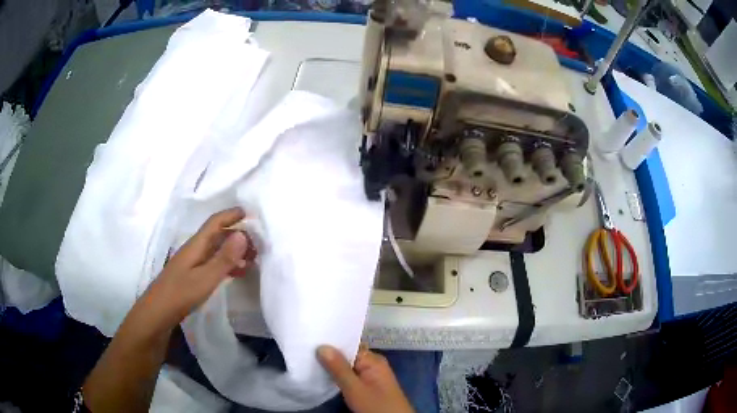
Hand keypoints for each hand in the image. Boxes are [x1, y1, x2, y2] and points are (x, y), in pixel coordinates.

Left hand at [146, 208, 250, 326]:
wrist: (158, 313)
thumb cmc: (181, 293)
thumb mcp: (205, 277)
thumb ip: (224, 258)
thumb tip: (243, 234)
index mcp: (196, 245)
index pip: (215, 222)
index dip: (231, 215)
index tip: (250, 213)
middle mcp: (195, 250)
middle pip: (217, 235)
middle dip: (237, 235)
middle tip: (258, 245)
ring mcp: (193, 263)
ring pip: (217, 250)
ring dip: (234, 251)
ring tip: (252, 260)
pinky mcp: (193, 276)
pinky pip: (214, 263)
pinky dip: (227, 264)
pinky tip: (237, 273)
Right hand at [317, 345, 413, 412]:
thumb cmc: (376, 405)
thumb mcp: (354, 388)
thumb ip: (339, 368)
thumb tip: (322, 346)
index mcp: (372, 359)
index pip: (349, 343)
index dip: (330, 342)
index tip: (310, 339)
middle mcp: (373, 364)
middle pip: (348, 354)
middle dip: (329, 354)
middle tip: (306, 349)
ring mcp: (371, 375)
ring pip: (347, 366)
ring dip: (332, 365)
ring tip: (309, 360)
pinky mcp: (368, 386)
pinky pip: (350, 375)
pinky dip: (338, 375)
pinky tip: (324, 375)